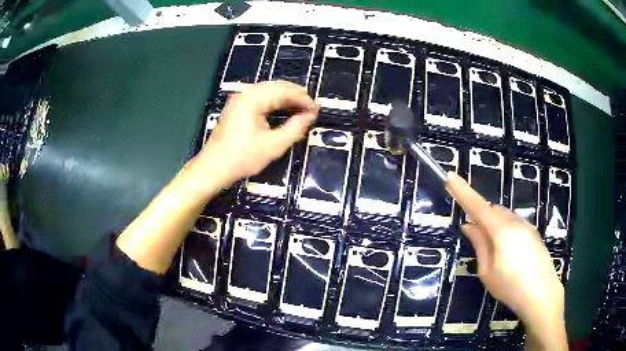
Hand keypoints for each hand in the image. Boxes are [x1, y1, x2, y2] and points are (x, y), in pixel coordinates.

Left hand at [190, 81, 317, 189]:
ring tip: (300, 106)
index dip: (303, 99)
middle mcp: (245, 94)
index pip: (284, 92)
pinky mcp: (236, 107)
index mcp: (253, 99)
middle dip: (295, 95)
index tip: (316, 108)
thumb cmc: (242, 158)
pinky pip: (259, 97)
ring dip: (285, 97)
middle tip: (311, 106)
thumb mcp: (274, 145)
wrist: (213, 167)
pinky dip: (273, 101)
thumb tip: (310, 115)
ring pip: (267, 90)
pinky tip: (282, 108)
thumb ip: (295, 128)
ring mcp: (239, 99)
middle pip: (276, 86)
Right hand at [446, 172, 566, 348]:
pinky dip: (506, 230)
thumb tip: (469, 225)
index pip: (478, 206)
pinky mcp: (533, 232)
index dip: (463, 191)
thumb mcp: (487, 271)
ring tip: (495, 252)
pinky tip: (509, 253)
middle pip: (492, 209)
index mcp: (501, 231)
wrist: (541, 293)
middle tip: (476, 237)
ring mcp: (526, 225)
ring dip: (494, 225)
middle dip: (482, 216)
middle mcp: (515, 222)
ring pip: (504, 216)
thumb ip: (479, 244)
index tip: (450, 176)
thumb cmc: (510, 286)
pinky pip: (514, 223)